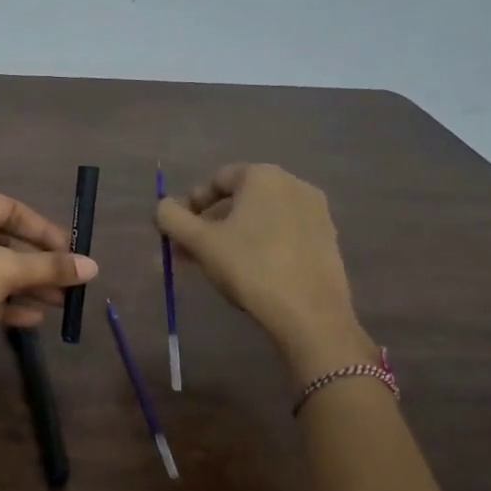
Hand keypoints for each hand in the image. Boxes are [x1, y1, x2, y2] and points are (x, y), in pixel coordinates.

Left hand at [0, 184, 97, 365]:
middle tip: (68, 283)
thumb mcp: (7, 269)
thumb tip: (93, 268)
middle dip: (36, 265)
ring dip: (22, 285)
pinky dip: (0, 300)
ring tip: (58, 305)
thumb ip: (50, 266)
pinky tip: (32, 319)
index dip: (44, 231)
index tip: (72, 252)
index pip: (9, 208)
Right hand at [156, 163, 371, 376]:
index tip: (178, 231)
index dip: (191, 204)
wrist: (310, 314)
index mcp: (263, 176)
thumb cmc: (250, 267)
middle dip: (209, 224)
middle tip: (190, 252)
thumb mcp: (200, 242)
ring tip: (216, 265)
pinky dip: (261, 243)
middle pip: (239, 199)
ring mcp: (315, 211)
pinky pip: (283, 232)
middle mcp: (293, 184)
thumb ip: (172, 218)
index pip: (216, 180)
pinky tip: (250, 271)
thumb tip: (163, 207)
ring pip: (261, 217)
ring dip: (232, 235)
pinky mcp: (327, 238)